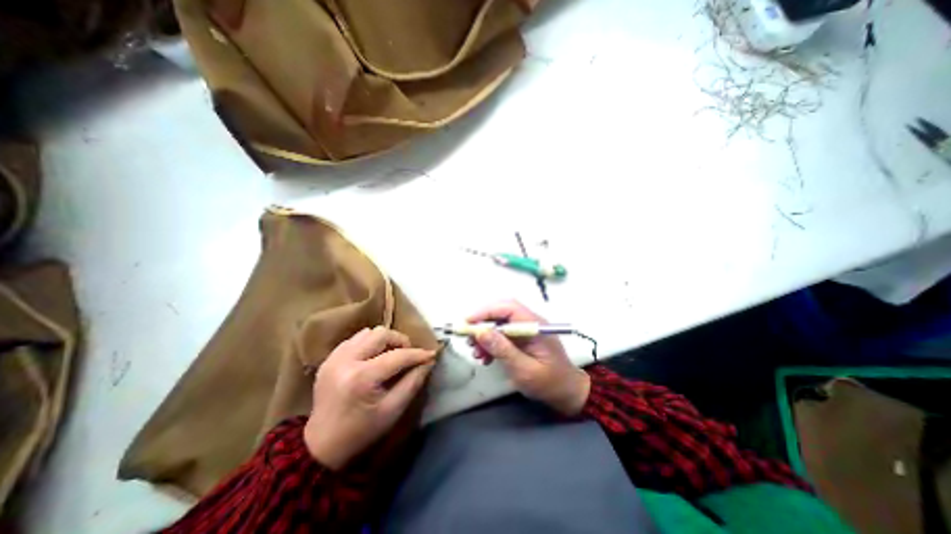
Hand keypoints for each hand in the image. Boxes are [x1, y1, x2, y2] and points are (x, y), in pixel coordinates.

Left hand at [305, 328, 437, 468]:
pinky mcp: (329, 358)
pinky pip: (355, 339)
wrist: (321, 446)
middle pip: (381, 334)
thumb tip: (428, 361)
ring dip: (384, 341)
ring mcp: (334, 358)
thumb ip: (413, 382)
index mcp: (361, 378)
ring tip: (390, 355)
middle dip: (400, 341)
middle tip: (407, 355)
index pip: (397, 356)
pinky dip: (369, 344)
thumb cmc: (362, 431)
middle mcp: (345, 361)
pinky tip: (373, 358)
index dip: (417, 354)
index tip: (431, 354)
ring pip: (368, 333)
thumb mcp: (393, 411)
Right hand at [468, 302, 588, 414]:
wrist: (567, 393)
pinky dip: (490, 343)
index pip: (508, 307)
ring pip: (499, 323)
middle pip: (501, 312)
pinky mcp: (522, 338)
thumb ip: (503, 350)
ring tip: (476, 353)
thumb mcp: (524, 370)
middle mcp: (530, 322)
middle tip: (468, 338)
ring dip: (484, 335)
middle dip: (482, 323)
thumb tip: (480, 332)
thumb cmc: (549, 383)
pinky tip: (485, 357)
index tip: (467, 323)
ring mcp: (526, 330)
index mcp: (535, 325)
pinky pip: (502, 334)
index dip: (486, 311)